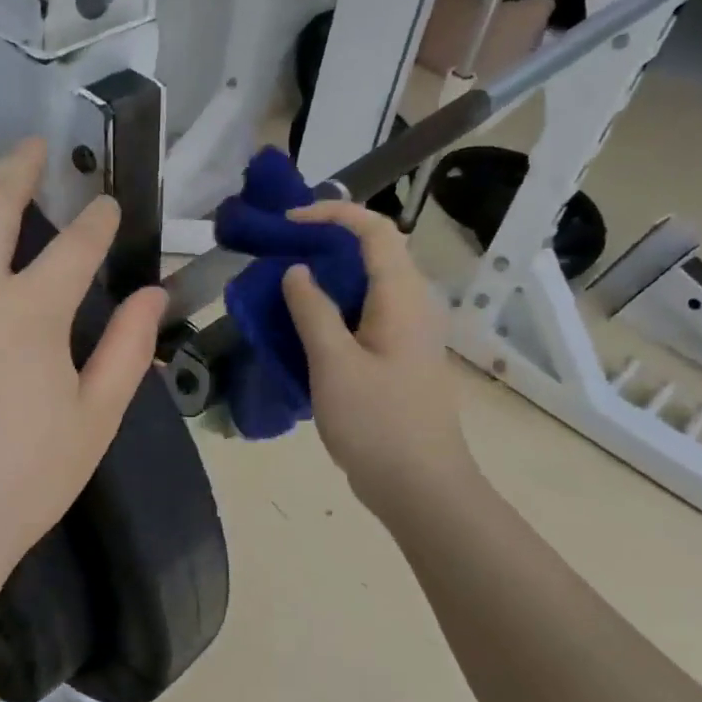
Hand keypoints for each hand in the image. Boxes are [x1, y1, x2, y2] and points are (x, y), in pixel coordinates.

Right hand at [280, 200, 475, 517]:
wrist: (420, 485)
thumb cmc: (377, 422)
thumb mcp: (334, 364)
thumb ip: (313, 311)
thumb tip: (298, 271)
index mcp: (403, 297)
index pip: (374, 231)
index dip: (332, 215)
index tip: (289, 223)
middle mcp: (413, 305)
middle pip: (375, 253)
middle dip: (327, 243)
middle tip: (280, 252)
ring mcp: (409, 334)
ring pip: (369, 286)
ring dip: (329, 277)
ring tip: (285, 285)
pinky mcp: (400, 358)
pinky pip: (367, 316)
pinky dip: (336, 309)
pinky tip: (305, 328)